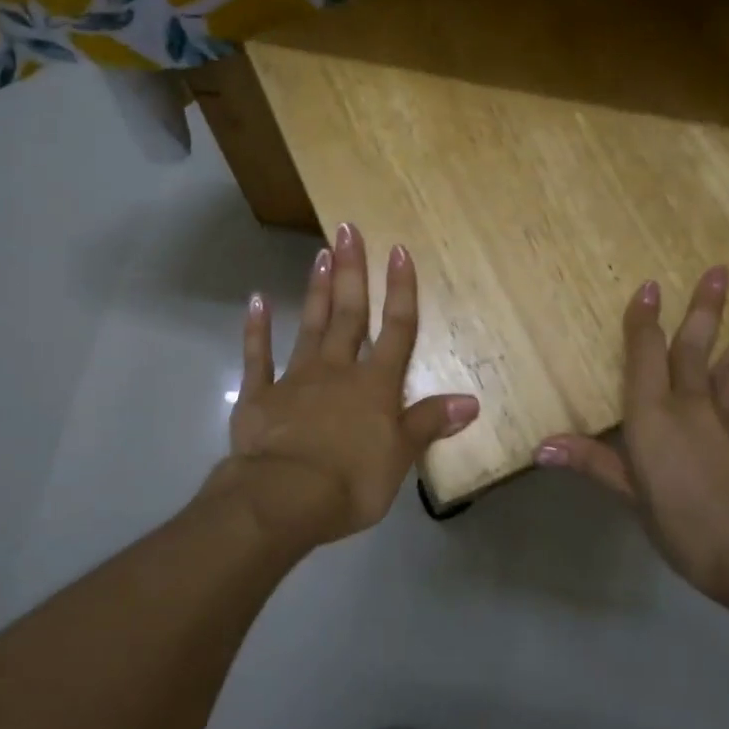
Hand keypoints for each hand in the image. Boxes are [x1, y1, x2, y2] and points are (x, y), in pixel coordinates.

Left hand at [216, 223, 479, 552]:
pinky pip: (258, 356)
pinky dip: (257, 329)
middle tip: (347, 229)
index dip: (400, 290)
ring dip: (317, 290)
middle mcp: (338, 370)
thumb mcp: (400, 457)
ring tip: (320, 254)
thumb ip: (429, 423)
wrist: (284, 498)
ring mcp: (296, 379)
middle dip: (352, 272)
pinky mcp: (259, 396)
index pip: (395, 329)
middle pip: (349, 314)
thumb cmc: (352, 481)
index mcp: (375, 385)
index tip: (399, 251)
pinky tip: (257, 301)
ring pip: (310, 326)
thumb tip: (471, 401)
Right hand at [534, 268, 728, 605]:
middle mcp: (691, 405)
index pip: (646, 355)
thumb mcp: (633, 497)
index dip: (645, 320)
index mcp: (653, 416)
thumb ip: (594, 463)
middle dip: (705, 307)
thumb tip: (542, 448)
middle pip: (695, 347)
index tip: (650, 286)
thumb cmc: (685, 527)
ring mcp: (727, 419)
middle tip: (720, 269)